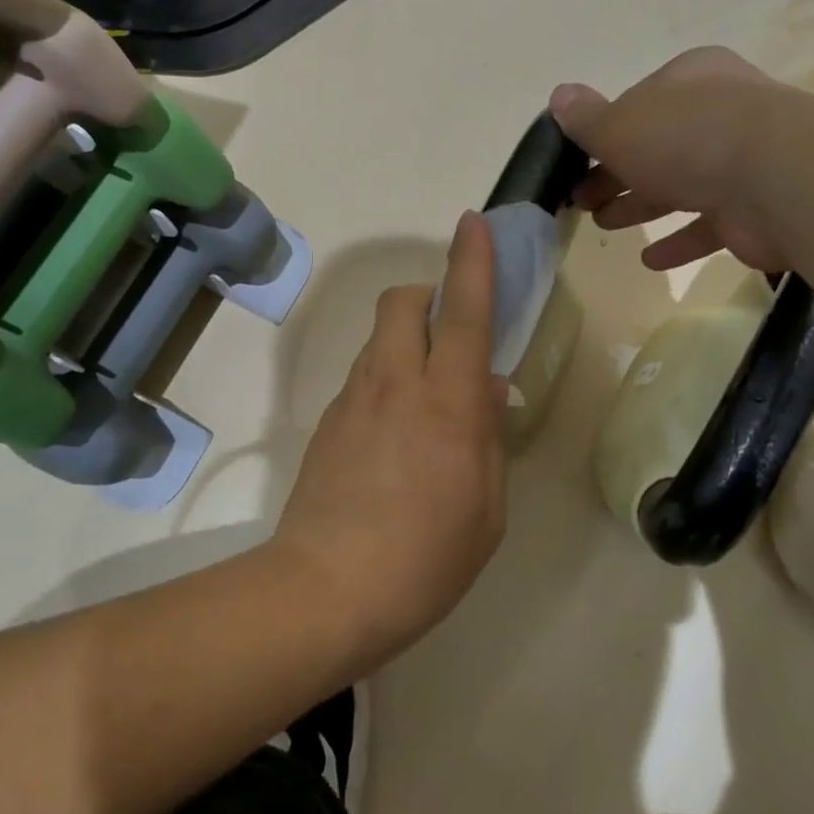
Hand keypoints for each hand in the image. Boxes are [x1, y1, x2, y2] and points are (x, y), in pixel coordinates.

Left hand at [270, 211, 507, 663]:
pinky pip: (363, 377)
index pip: (463, 312)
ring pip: (379, 337)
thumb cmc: (425, 558)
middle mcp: (395, 384)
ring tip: (426, 398)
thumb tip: (486, 388)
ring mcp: (353, 399)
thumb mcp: (486, 508)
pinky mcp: (327, 422)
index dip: (472, 262)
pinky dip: (386, 380)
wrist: (325, 590)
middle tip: (450, 335)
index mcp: (447, 402)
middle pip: (402, 301)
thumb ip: (488, 437)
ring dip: (407, 341)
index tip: (474, 223)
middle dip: (429, 296)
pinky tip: (395, 435)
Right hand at [550, 46, 790, 271]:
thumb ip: (586, 118)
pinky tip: (650, 260)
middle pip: (656, 147)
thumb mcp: (619, 125)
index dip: (605, 133)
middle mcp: (719, 114)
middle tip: (583, 200)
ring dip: (640, 206)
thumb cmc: (687, 138)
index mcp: (689, 81)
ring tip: (604, 225)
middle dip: (616, 174)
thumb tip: (558, 95)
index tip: (578, 160)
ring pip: (680, 185)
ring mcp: (742, 162)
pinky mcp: (754, 209)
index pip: (638, 103)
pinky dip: (678, 241)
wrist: (777, 178)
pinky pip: (708, 225)